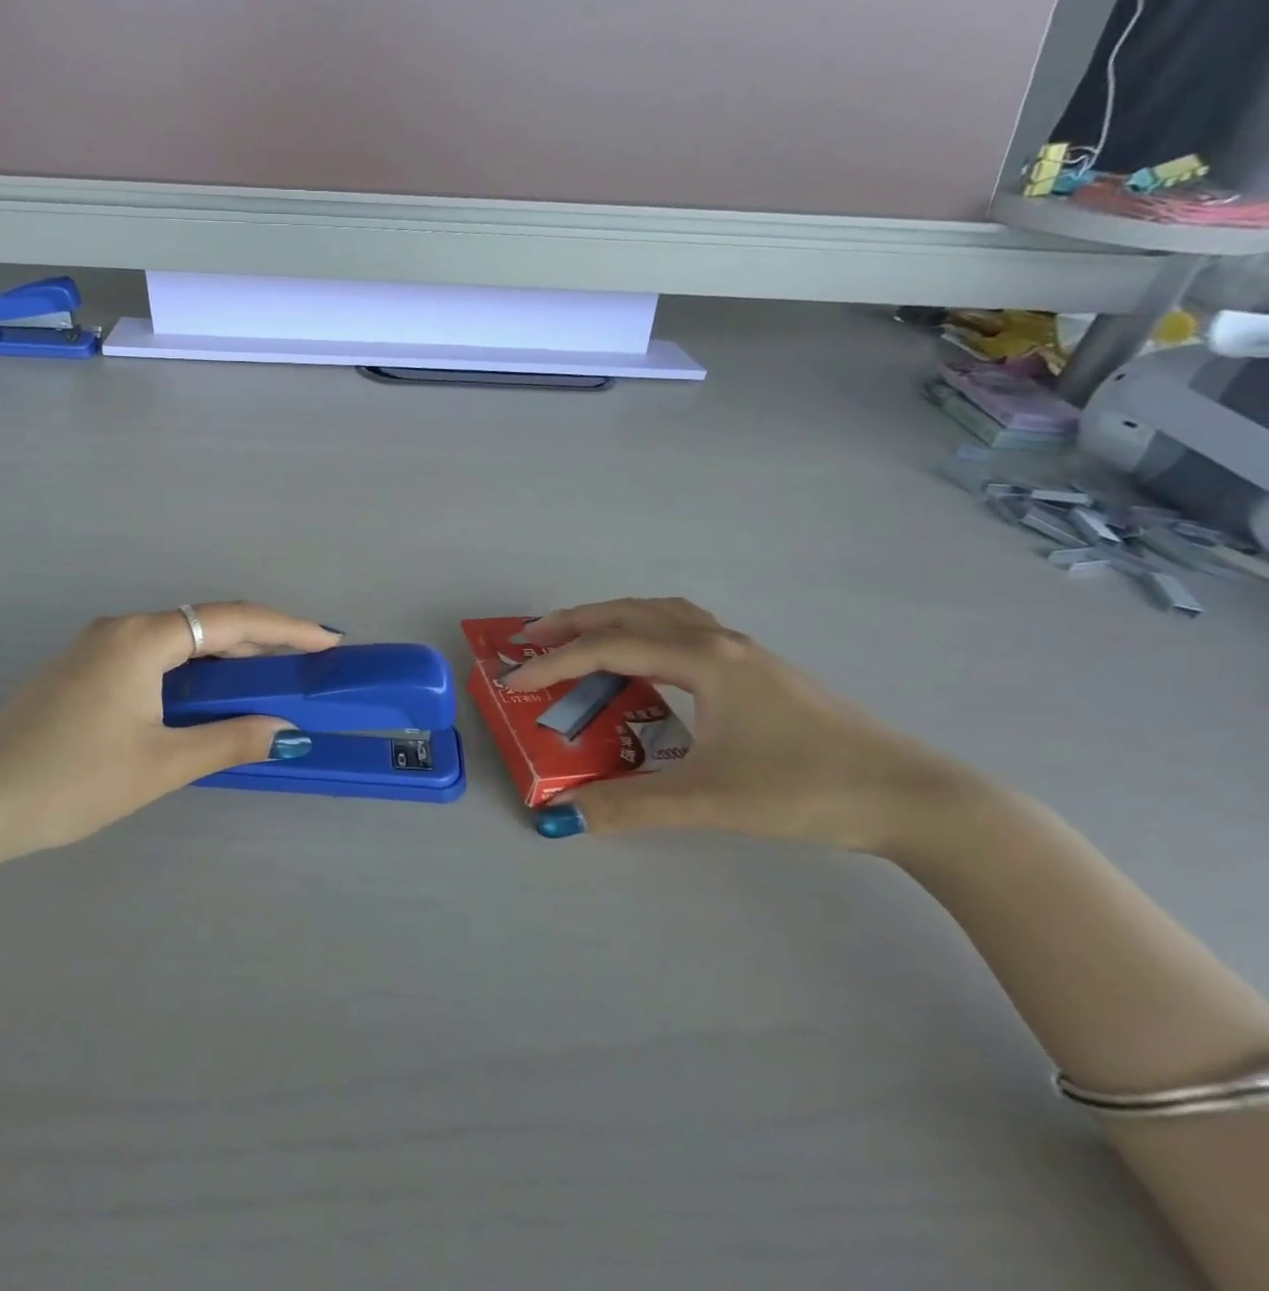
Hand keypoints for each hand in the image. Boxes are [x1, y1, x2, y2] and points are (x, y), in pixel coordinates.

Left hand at [0, 603, 340, 858]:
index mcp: (143, 638)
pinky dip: (190, 672)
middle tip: (304, 666)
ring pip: (178, 642)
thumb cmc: (72, 781)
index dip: (285, 628)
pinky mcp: (81, 671)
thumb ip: (229, 741)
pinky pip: (152, 658)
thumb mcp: (161, 765)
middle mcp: (121, 629)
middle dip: (258, 643)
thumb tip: (286, 731)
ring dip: (223, 660)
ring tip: (266, 684)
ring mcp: (96, 648)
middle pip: (205, 625)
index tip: (327, 641)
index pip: (231, 620)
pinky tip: (204, 699)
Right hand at [503, 597, 1000, 855]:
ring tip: (579, 639)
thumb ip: (631, 806)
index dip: (554, 662)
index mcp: (703, 659)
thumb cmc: (807, 788)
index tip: (513, 679)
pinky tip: (648, 662)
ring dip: (613, 618)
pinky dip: (647, 630)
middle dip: (574, 622)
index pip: (609, 648)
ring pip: (662, 612)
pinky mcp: (759, 670)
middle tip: (530, 639)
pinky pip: (685, 629)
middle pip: (630, 611)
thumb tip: (565, 815)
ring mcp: (744, 651)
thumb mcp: (710, 800)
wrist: (914, 797)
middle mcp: (718, 641)